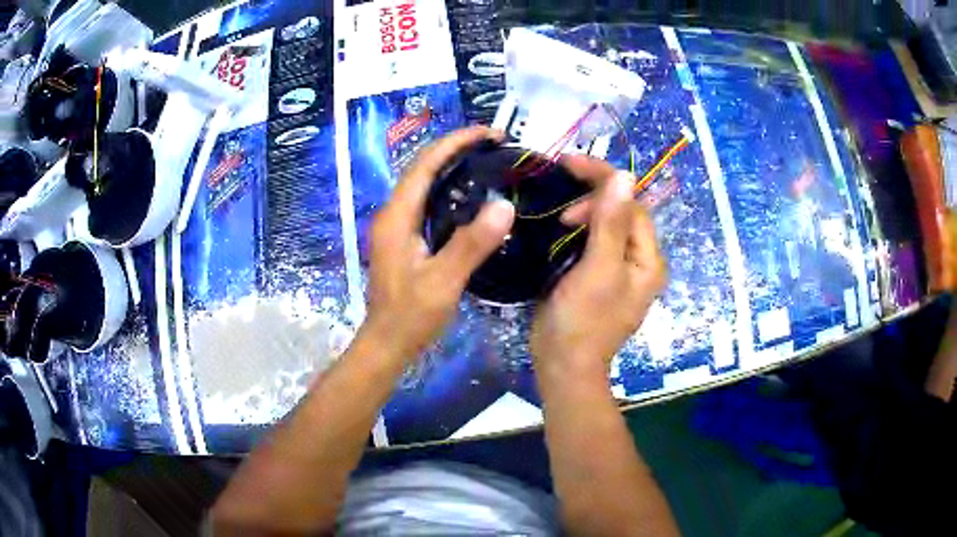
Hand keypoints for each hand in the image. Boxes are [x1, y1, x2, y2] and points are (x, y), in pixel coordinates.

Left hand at [364, 126, 514, 361]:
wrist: (387, 343)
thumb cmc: (411, 316)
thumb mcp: (443, 282)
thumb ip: (471, 244)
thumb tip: (505, 205)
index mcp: (397, 216)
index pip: (425, 164)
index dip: (456, 142)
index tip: (489, 132)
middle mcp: (393, 213)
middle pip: (423, 168)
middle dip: (456, 148)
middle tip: (495, 144)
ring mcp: (397, 226)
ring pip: (425, 183)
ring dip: (453, 166)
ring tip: (488, 160)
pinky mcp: (404, 238)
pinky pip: (427, 201)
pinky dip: (450, 188)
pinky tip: (472, 195)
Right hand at [531, 156, 666, 385]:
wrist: (564, 365)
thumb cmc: (583, 320)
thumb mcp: (599, 269)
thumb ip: (612, 224)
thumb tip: (625, 176)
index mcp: (648, 259)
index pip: (632, 203)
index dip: (603, 180)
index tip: (567, 165)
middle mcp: (640, 260)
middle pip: (622, 211)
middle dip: (593, 196)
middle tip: (560, 203)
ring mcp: (620, 268)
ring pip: (608, 223)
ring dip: (584, 210)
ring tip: (558, 214)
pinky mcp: (600, 275)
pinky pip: (595, 239)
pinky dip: (579, 226)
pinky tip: (561, 225)